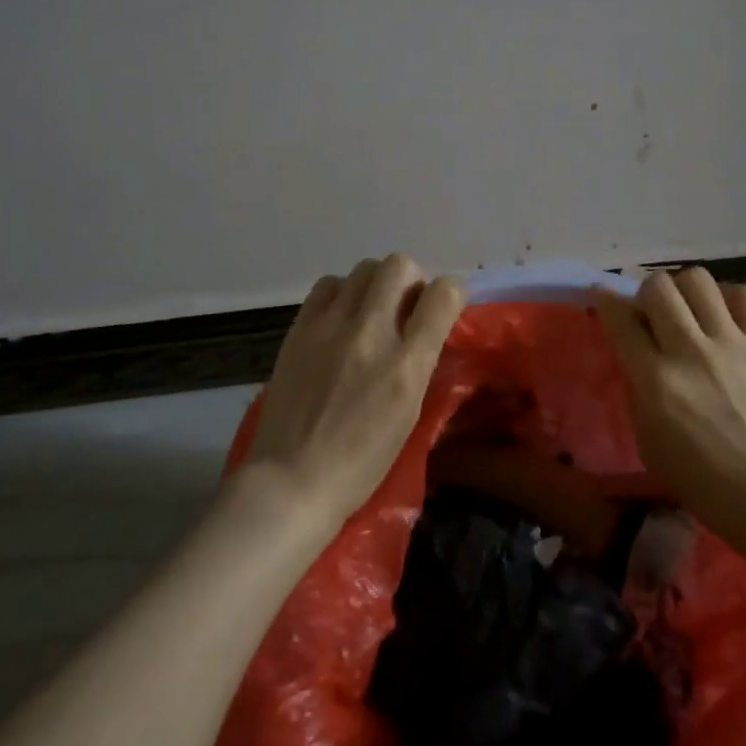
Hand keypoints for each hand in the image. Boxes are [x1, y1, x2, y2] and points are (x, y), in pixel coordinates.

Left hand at [245, 254, 465, 534]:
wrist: (292, 479)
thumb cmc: (361, 461)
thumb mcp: (409, 414)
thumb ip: (420, 361)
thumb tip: (427, 325)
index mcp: (406, 365)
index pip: (443, 294)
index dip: (453, 291)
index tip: (446, 303)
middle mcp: (371, 334)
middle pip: (401, 265)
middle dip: (412, 279)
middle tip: (406, 306)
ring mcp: (331, 327)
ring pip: (365, 268)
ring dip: (377, 283)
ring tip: (371, 311)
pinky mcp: (300, 328)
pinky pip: (329, 283)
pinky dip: (342, 292)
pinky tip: (340, 317)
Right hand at [594, 268, 745, 539]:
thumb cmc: (704, 482)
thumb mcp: (648, 443)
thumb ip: (637, 391)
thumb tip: (635, 354)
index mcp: (656, 380)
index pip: (620, 318)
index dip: (605, 300)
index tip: (603, 297)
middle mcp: (690, 351)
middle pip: (657, 286)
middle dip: (646, 293)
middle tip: (652, 313)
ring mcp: (732, 343)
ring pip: (698, 279)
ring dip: (684, 290)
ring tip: (689, 310)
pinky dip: (730, 297)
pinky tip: (726, 318)